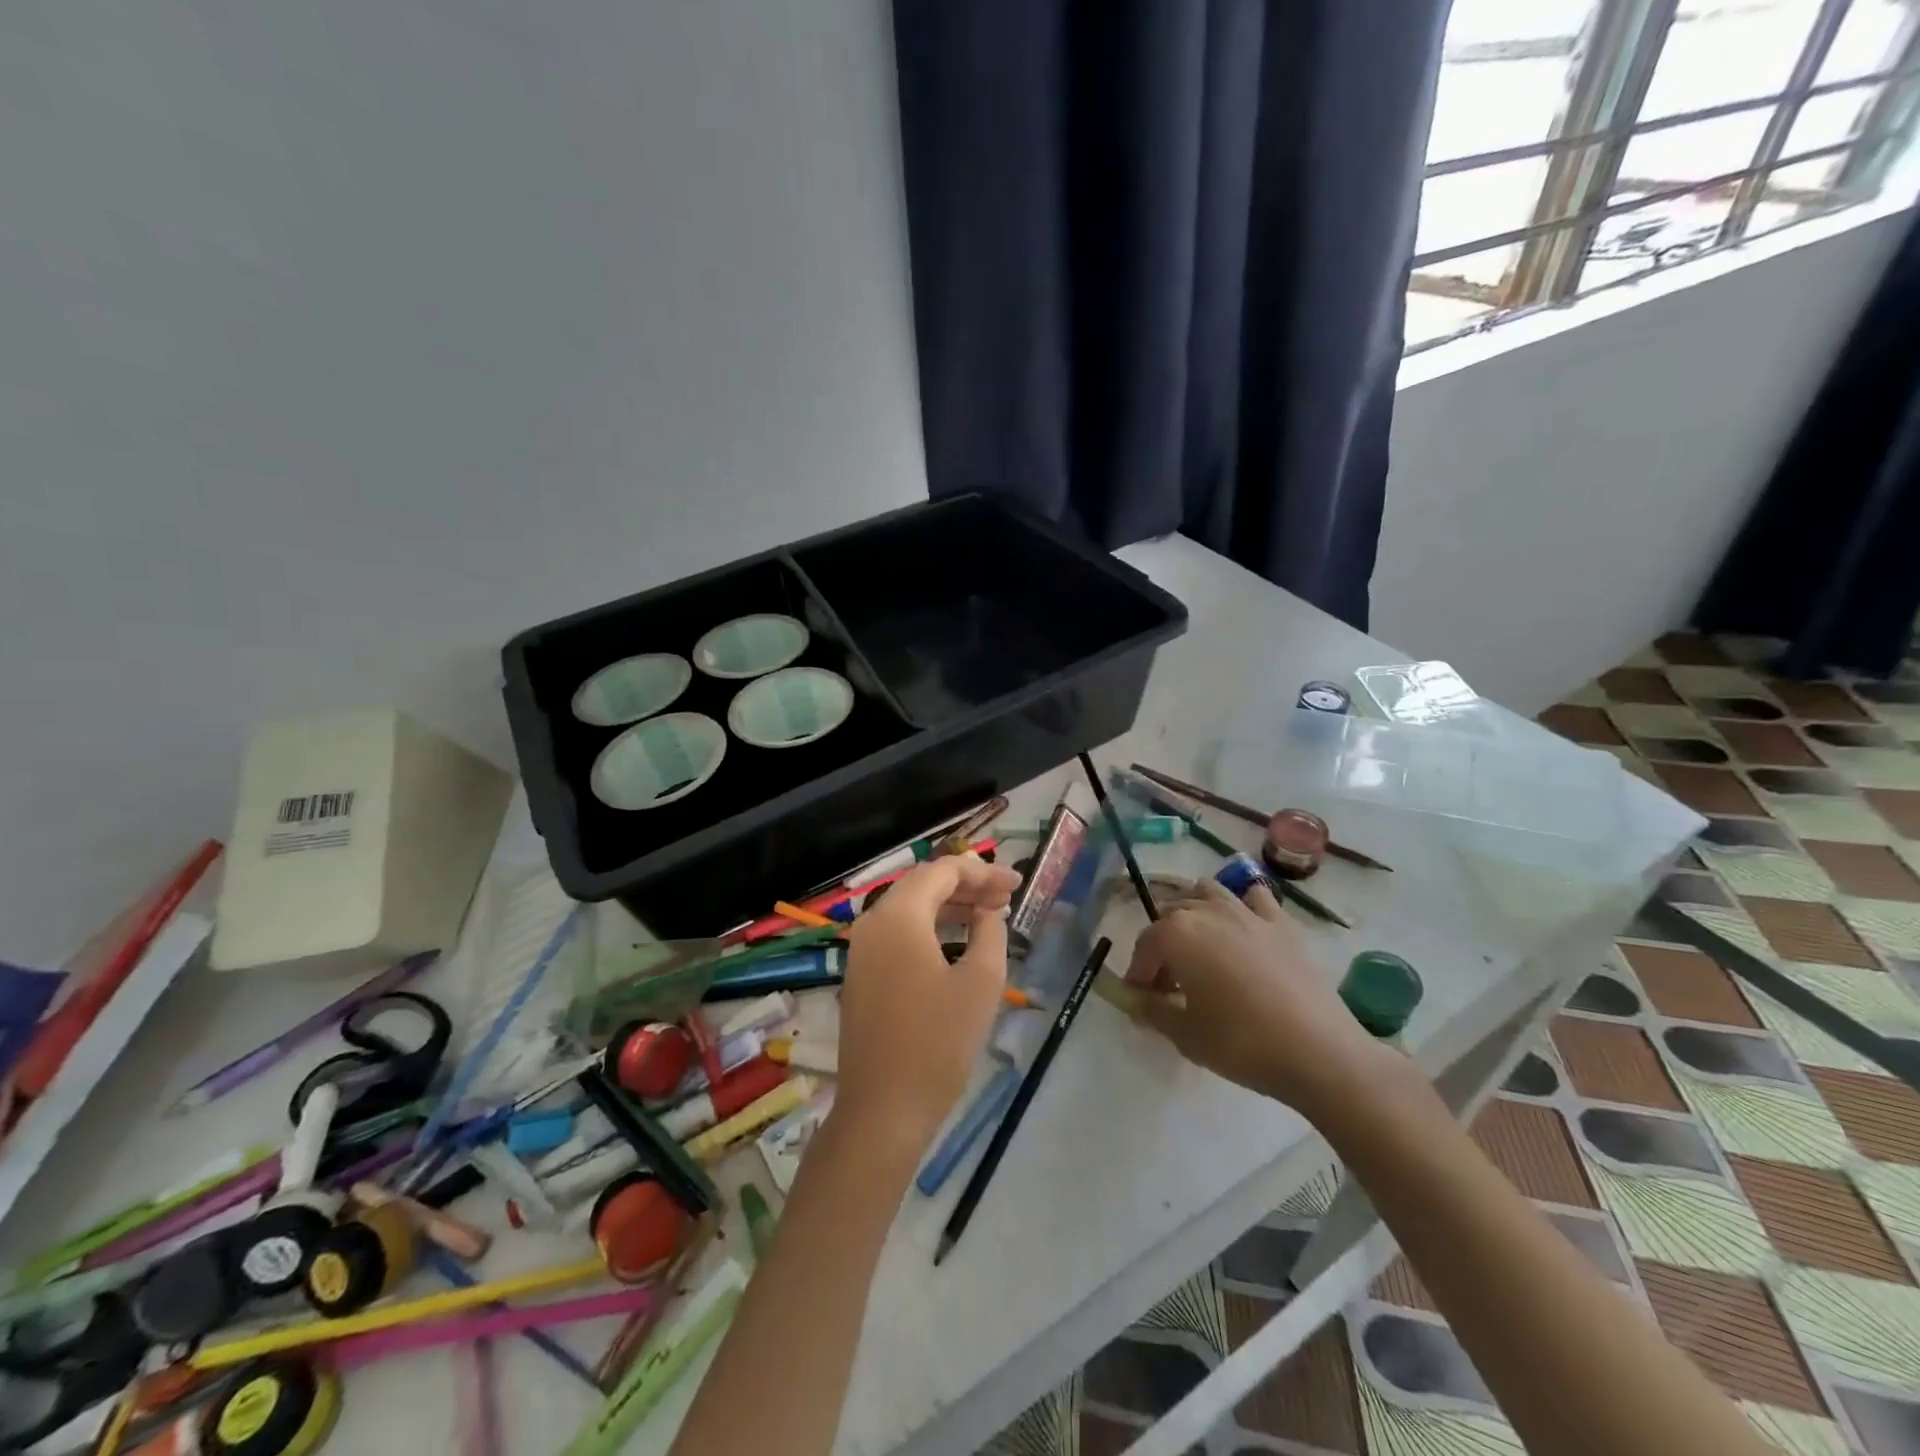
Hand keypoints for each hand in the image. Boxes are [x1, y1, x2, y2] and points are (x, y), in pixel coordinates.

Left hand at [834, 855, 1022, 1157]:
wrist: (883, 1111)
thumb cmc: (938, 1044)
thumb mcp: (980, 982)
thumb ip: (990, 932)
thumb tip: (989, 909)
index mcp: (898, 916)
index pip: (942, 871)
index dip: (983, 872)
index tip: (1017, 884)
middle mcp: (872, 922)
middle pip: (922, 884)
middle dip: (966, 885)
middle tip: (1006, 897)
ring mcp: (861, 949)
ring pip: (909, 908)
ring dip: (949, 905)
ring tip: (989, 914)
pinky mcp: (861, 974)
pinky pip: (897, 933)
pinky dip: (929, 927)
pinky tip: (957, 940)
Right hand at [1124, 879, 1392, 1116]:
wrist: (1319, 1052)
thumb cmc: (1242, 1043)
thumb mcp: (1185, 1035)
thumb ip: (1152, 1010)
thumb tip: (1134, 999)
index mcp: (1177, 934)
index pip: (1145, 945)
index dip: (1138, 972)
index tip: (1140, 998)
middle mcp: (1208, 911)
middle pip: (1171, 915)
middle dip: (1163, 944)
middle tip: (1169, 983)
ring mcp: (1248, 913)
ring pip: (1208, 892)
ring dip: (1195, 912)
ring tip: (1200, 946)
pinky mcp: (1283, 924)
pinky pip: (1255, 898)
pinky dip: (1243, 906)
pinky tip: (1245, 930)